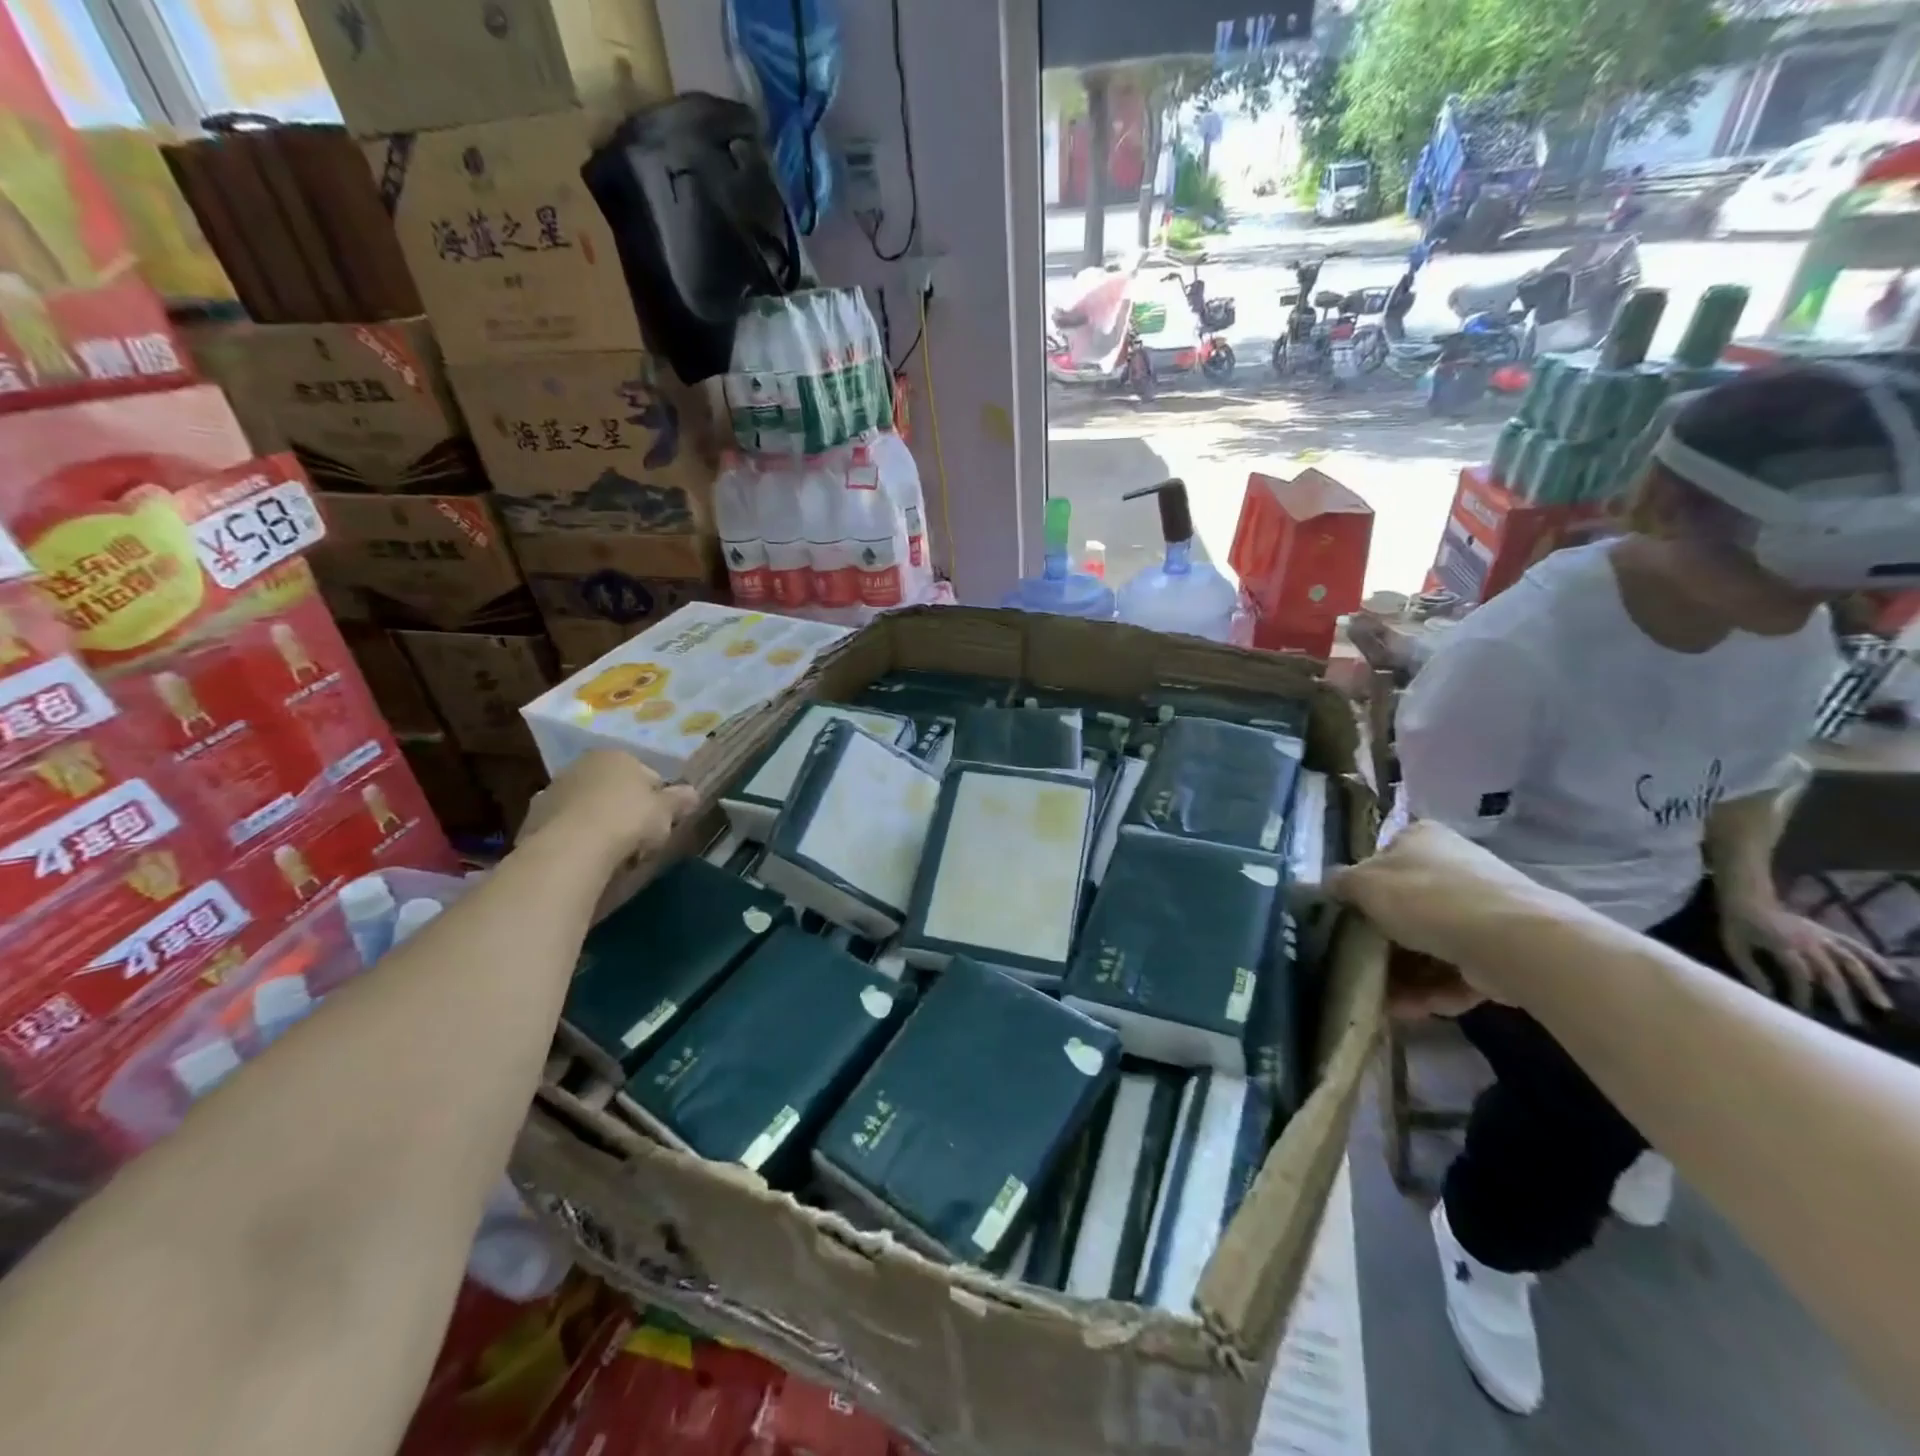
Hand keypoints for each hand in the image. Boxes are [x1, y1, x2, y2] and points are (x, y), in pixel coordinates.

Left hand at [521, 751, 699, 869]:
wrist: (570, 849)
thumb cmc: (627, 819)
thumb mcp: (666, 811)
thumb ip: (680, 800)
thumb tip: (693, 793)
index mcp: (616, 756)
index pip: (648, 776)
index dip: (660, 801)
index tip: (662, 824)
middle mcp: (581, 766)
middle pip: (615, 790)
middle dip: (627, 811)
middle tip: (640, 841)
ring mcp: (553, 791)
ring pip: (589, 809)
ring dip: (601, 825)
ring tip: (613, 855)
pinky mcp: (532, 820)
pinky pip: (567, 829)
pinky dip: (578, 840)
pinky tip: (588, 859)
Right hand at [1330, 820, 1543, 1008]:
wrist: (1514, 941)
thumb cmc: (1426, 899)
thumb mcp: (1363, 885)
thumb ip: (1338, 884)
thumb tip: (1326, 887)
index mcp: (1420, 839)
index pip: (1381, 860)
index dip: (1360, 891)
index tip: (1345, 922)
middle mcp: (1453, 866)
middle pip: (1404, 908)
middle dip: (1382, 944)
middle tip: (1361, 967)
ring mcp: (1483, 908)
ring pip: (1430, 944)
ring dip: (1405, 975)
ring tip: (1384, 1002)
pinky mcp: (1503, 948)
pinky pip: (1458, 969)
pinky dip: (1435, 990)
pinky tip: (1413, 1010)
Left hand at [1718, 896, 1899, 1025]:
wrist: (1746, 899)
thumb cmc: (1736, 925)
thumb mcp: (1734, 946)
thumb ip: (1750, 970)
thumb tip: (1769, 995)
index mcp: (1782, 945)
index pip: (1800, 974)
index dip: (1803, 993)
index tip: (1804, 1011)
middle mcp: (1807, 941)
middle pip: (1831, 972)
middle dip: (1842, 998)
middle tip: (1853, 1021)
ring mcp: (1822, 936)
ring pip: (1852, 961)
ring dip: (1869, 984)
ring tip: (1883, 1006)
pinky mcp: (1828, 932)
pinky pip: (1856, 945)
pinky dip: (1876, 959)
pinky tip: (1894, 975)